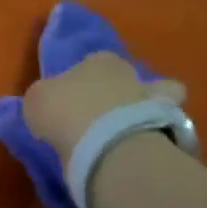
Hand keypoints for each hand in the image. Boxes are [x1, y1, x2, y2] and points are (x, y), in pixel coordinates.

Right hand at [21, 53, 186, 165]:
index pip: (92, 62)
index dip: (81, 79)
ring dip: (145, 109)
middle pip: (125, 78)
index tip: (71, 98)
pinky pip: (165, 128)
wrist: (108, 145)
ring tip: (127, 132)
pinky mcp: (170, 129)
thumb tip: (47, 104)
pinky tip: (140, 147)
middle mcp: (131, 73)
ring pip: (158, 96)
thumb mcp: (36, 100)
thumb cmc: (65, 112)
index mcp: (98, 60)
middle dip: (117, 92)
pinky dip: (157, 134)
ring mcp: (155, 100)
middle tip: (99, 116)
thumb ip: (43, 97)